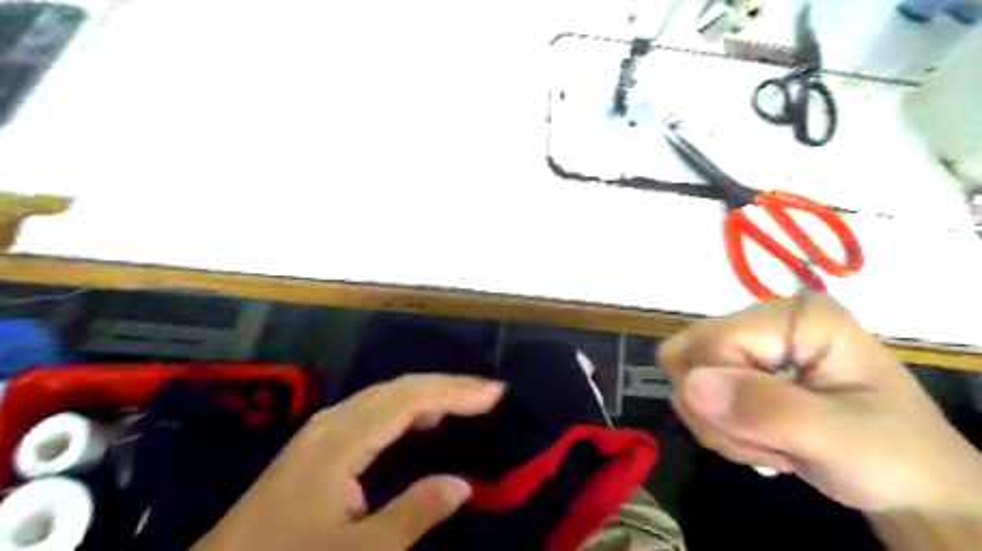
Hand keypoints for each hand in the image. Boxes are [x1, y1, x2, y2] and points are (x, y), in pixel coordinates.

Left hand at [191, 374, 506, 550]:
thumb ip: (414, 515)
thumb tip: (462, 484)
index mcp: (342, 439)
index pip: (410, 399)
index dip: (455, 392)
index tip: (495, 393)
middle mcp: (333, 422)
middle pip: (399, 388)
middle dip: (447, 385)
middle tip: (488, 392)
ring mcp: (322, 431)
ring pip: (385, 396)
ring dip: (428, 393)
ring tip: (465, 401)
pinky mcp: (318, 446)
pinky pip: (373, 411)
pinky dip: (406, 408)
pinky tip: (420, 420)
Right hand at [655, 294, 980, 514]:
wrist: (912, 487)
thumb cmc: (893, 456)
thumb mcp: (840, 437)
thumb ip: (765, 408)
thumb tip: (688, 385)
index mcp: (797, 317)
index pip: (712, 341)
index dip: (720, 392)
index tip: (760, 434)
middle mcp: (765, 320)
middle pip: (689, 355)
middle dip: (715, 410)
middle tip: (761, 442)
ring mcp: (751, 344)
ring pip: (686, 377)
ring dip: (718, 424)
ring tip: (768, 444)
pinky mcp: (743, 367)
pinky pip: (696, 392)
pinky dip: (719, 426)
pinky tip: (758, 439)